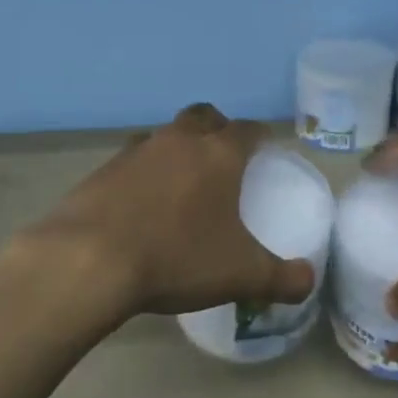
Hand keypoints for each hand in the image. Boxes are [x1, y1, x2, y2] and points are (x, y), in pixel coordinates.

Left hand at [23, 104, 315, 319]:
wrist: (89, 260)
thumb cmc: (176, 257)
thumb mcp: (241, 275)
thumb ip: (283, 278)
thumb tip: (308, 280)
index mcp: (218, 154)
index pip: (247, 129)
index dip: (260, 136)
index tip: (266, 149)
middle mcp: (178, 141)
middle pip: (203, 117)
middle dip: (217, 128)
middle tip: (224, 157)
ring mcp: (135, 152)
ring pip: (165, 136)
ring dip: (177, 149)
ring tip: (182, 183)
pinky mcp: (102, 171)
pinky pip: (133, 161)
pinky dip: (144, 173)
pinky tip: (142, 205)